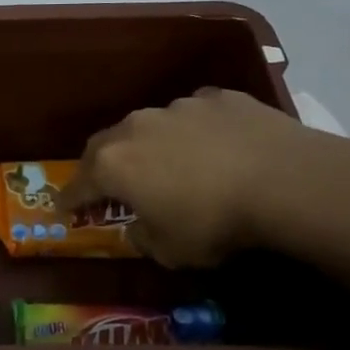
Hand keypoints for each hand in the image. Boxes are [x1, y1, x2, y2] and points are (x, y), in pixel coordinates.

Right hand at [59, 87, 349, 266]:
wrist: (286, 180)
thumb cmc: (215, 223)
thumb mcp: (171, 251)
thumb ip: (143, 238)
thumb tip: (138, 228)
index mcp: (114, 165)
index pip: (78, 184)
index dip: (70, 199)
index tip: (63, 209)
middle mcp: (137, 127)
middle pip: (105, 145)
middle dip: (101, 165)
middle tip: (108, 183)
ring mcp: (178, 107)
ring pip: (150, 126)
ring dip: (150, 145)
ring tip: (170, 165)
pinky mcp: (218, 97)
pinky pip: (194, 116)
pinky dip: (193, 132)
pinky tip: (214, 147)